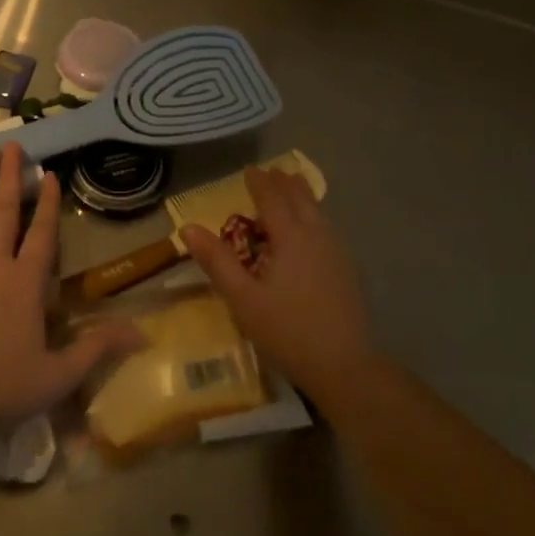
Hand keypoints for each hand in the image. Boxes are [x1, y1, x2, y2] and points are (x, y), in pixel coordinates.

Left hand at [0, 143, 143, 427]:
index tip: (49, 174)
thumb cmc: (0, 385)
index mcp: (26, 283)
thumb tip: (141, 333)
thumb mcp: (57, 375)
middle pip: (3, 210)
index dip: (47, 203)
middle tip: (12, 143)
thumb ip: (96, 348)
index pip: (41, 233)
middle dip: (10, 175)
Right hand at [182, 166, 376, 401]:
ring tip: (293, 188)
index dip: (260, 182)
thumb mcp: (242, 298)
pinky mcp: (347, 270)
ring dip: (302, 197)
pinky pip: (327, 228)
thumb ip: (217, 261)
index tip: (249, 170)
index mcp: (291, 238)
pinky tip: (311, 230)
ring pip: (318, 212)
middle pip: (300, 199)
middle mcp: (317, 236)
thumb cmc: (286, 331)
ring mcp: (336, 252)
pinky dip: (314, 216)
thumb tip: (187, 227)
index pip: (272, 199)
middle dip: (284, 183)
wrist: (344, 366)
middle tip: (272, 171)